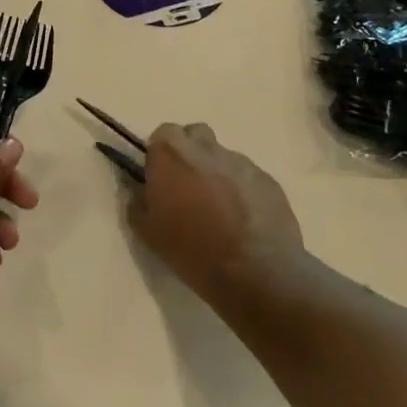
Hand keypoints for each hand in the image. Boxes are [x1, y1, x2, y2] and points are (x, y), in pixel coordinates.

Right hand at [128, 123, 307, 303]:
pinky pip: (247, 177)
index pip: (162, 135)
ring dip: (216, 173)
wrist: (255, 272)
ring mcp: (241, 162)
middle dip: (189, 153)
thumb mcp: (147, 232)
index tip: (160, 178)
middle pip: (195, 135)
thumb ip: (137, 202)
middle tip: (187, 186)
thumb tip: (140, 190)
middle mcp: (206, 148)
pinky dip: (241, 190)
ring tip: (218, 209)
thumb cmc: (192, 249)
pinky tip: (242, 219)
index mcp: (172, 154)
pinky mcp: (268, 180)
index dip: (160, 154)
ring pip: (222, 157)